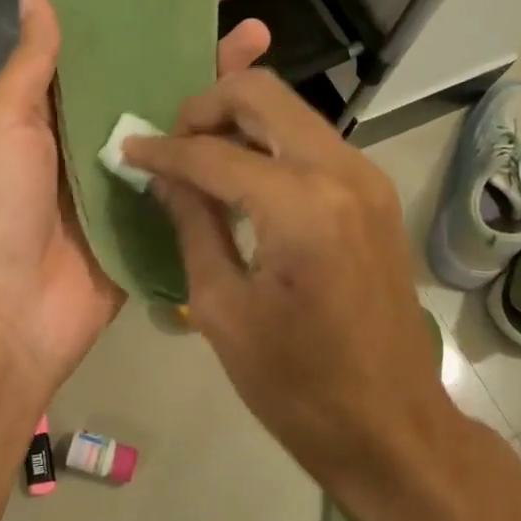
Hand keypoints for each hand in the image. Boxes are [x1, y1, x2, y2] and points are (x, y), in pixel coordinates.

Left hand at [0, 0, 269, 398]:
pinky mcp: (155, 217)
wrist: (12, 312)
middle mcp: (95, 135)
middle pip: (152, 79)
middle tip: (246, 16)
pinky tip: (260, 125)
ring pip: (180, 123)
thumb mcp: (3, 124)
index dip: (142, 11)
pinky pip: (191, 177)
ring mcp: (130, 178)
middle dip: (196, 45)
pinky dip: (221, 152)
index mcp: (55, 107)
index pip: (106, 45)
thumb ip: (31, 65)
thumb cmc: (0, 208)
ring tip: (264, 52)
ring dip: (218, 90)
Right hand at [121, 70, 455, 505]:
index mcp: (300, 206)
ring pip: (290, 111)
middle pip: (262, 94)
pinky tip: (242, 182)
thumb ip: (192, 226)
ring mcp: (367, 178)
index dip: (163, 150)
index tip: (128, 151)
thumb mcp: (223, 309)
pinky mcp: (375, 194)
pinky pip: (311, 142)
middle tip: (173, 146)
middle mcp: (341, 172)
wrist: (392, 426)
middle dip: (206, 107)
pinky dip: (269, 145)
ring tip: (200, 163)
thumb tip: (165, 177)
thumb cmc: (297, 385)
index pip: (213, 152)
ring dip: (239, 122)